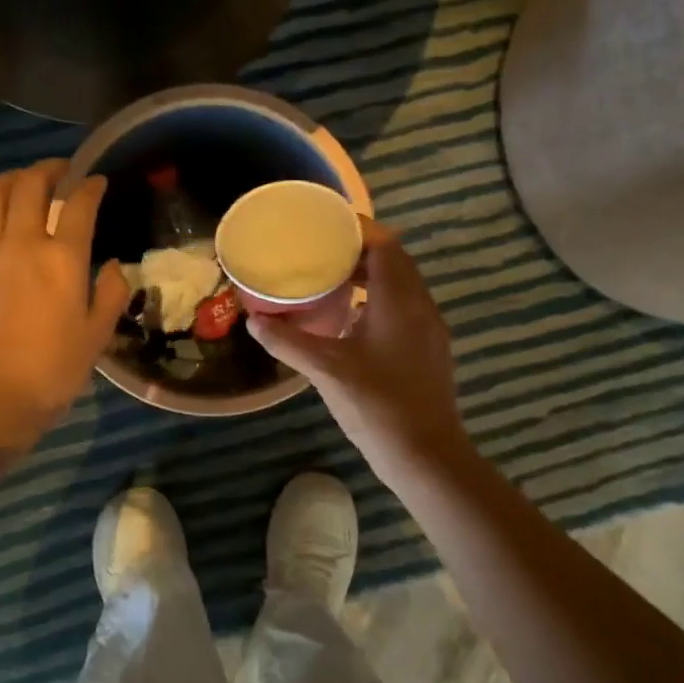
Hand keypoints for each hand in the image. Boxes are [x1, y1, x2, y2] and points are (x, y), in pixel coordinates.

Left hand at [0, 161, 130, 450]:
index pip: (79, 204)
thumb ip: (112, 294)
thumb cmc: (53, 370)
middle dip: (48, 169)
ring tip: (22, 183)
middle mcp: (21, 242)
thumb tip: (114, 265)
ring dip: (10, 179)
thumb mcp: (98, 335)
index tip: (97, 181)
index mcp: (63, 259)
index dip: (90, 186)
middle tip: (59, 171)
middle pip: (30, 185)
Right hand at [246, 222, 470, 485]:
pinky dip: (378, 301)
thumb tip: (254, 321)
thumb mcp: (326, 370)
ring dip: (369, 277)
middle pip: (394, 261)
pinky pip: (404, 308)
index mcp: (399, 300)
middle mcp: (421, 306)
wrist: (426, 456)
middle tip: (319, 252)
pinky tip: (349, 321)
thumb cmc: (377, 405)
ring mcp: (429, 329)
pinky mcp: (429, 349)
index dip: (356, 228)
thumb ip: (288, 342)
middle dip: (359, 251)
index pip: (385, 244)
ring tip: (330, 280)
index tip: (323, 226)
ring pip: (401, 286)